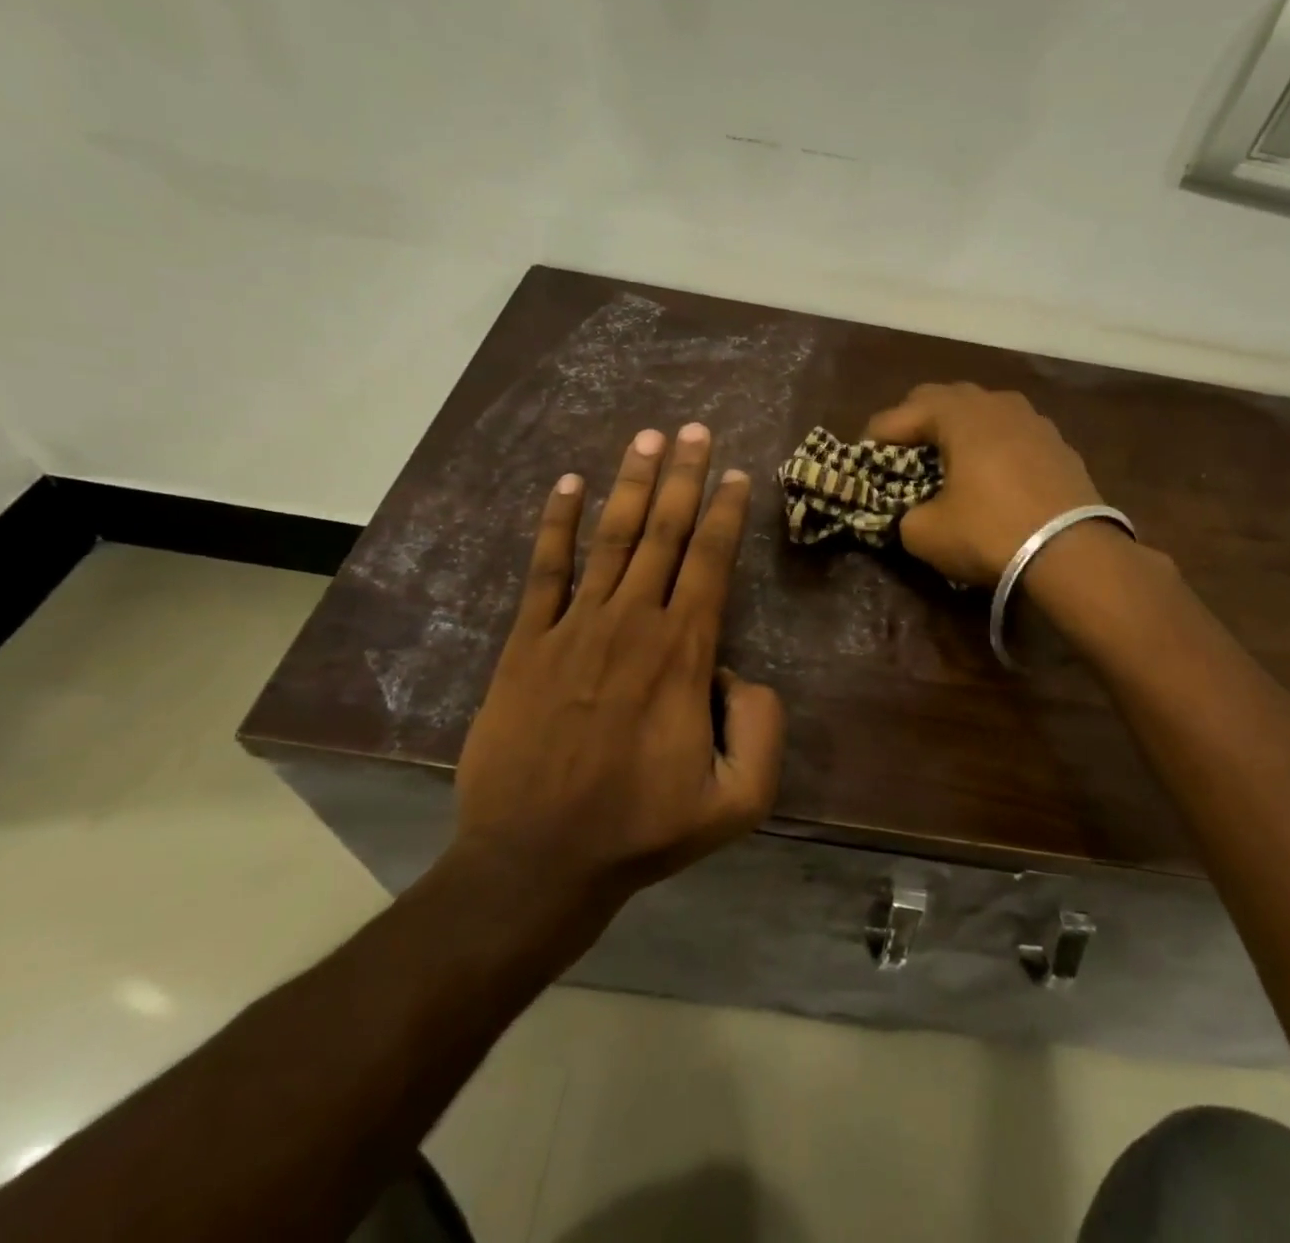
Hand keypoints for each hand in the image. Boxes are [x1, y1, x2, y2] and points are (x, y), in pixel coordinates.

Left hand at [453, 424, 784, 901]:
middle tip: (694, 429)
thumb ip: (763, 729)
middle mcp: (631, 623)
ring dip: (631, 484)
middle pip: (665, 533)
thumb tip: (741, 675)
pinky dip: (557, 523)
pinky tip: (568, 484)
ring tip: (647, 438)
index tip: (735, 474)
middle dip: (684, 476)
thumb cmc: (641, 831)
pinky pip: (545, 570)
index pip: (711, 562)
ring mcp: (573, 627)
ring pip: (611, 538)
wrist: (536, 861)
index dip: (725, 512)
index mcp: (683, 654)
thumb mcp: (739, 801)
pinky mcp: (526, 643)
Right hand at [864, 383, 1109, 585]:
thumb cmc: (989, 533)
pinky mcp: (1058, 444)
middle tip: (900, 453)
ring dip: (957, 428)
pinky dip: (991, 444)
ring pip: (982, 410)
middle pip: (942, 398)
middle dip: (915, 421)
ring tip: (946, 458)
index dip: (875, 437)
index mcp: (958, 415)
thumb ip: (904, 515)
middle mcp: (996, 404)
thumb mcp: (926, 533)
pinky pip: (1011, 432)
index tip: (861, 460)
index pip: (900, 414)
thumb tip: (910, 513)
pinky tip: (990, 473)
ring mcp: (1033, 420)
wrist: (1073, 554)